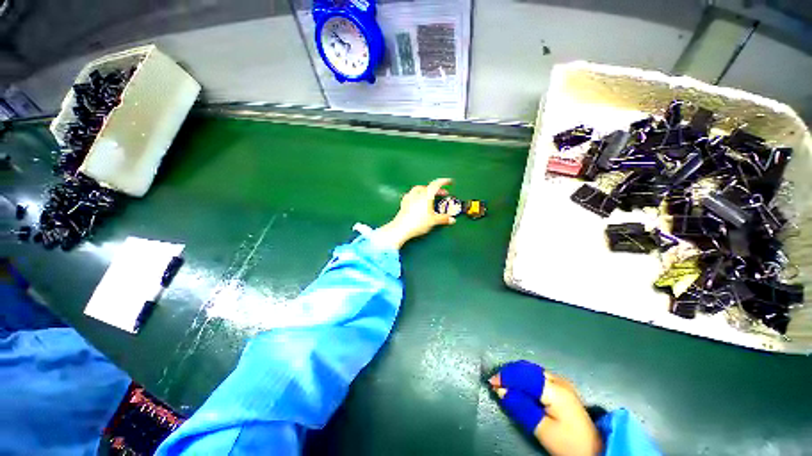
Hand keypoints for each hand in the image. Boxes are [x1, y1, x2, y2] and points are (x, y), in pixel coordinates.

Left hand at [375, 178, 455, 248]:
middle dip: (437, 189)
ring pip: (419, 189)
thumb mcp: (433, 221)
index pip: (436, 184)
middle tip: (443, 193)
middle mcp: (417, 194)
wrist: (401, 228)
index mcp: (426, 195)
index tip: (449, 181)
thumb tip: (451, 220)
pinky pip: (411, 195)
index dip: (444, 182)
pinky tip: (417, 200)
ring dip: (426, 190)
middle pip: (428, 187)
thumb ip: (443, 219)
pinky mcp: (404, 203)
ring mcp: (409, 197)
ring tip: (430, 195)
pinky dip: (417, 195)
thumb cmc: (418, 223)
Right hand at [489, 360, 602, 455]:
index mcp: (554, 389)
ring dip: (516, 375)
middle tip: (495, 382)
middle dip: (509, 373)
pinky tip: (518, 385)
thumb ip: (521, 407)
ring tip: (503, 383)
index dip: (506, 376)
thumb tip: (500, 390)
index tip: (491, 382)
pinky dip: (524, 378)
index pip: (524, 376)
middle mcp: (558, 380)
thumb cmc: (567, 442)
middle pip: (527, 369)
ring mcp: (561, 382)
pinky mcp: (562, 387)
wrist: (594, 449)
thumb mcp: (542, 429)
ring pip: (532, 371)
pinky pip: (538, 376)